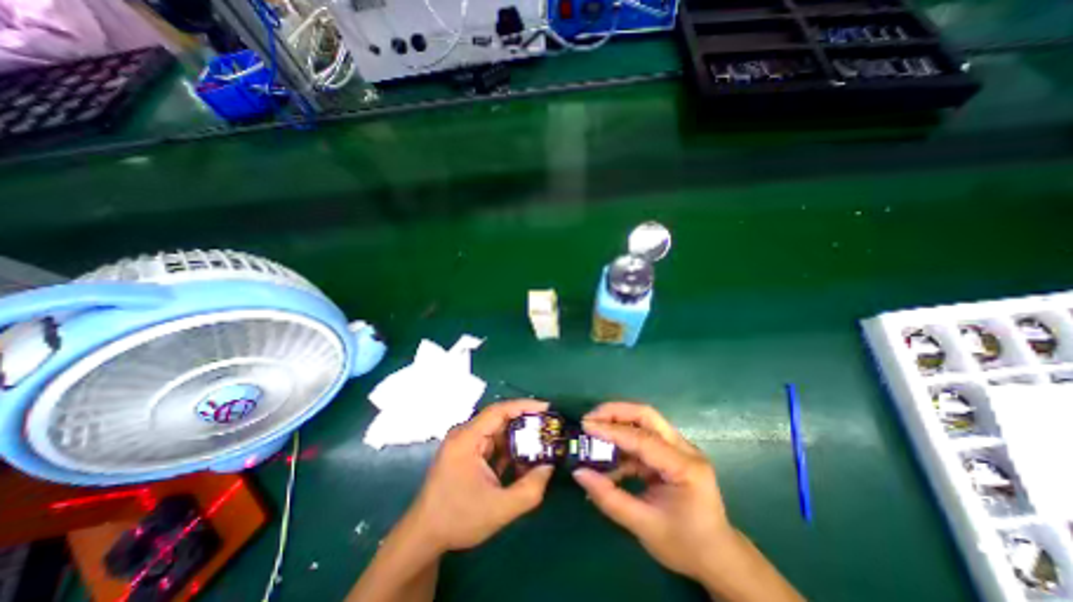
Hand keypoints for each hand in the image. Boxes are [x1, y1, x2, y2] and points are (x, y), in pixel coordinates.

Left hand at [408, 399, 556, 555]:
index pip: (499, 410)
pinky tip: (520, 463)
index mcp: (467, 438)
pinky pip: (492, 443)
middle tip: (548, 429)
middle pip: (500, 419)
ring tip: (539, 447)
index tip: (547, 408)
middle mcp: (465, 434)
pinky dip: (508, 450)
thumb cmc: (458, 519)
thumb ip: (530, 489)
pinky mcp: (466, 452)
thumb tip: (549, 467)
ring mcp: (465, 442)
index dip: (525, 406)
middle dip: (525, 423)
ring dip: (517, 440)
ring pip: (497, 432)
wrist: (424, 536)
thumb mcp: (499, 509)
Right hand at [574, 401, 734, 580]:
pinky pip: (643, 439)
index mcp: (685, 467)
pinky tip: (608, 457)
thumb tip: (578, 473)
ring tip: (593, 431)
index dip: (611, 431)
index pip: (642, 439)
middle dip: (615, 412)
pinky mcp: (671, 453)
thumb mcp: (644, 526)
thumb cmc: (686, 545)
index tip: (585, 426)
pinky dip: (623, 443)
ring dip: (618, 423)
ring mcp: (679, 448)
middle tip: (590, 418)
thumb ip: (609, 498)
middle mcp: (685, 449)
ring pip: (645, 422)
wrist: (719, 558)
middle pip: (646, 415)